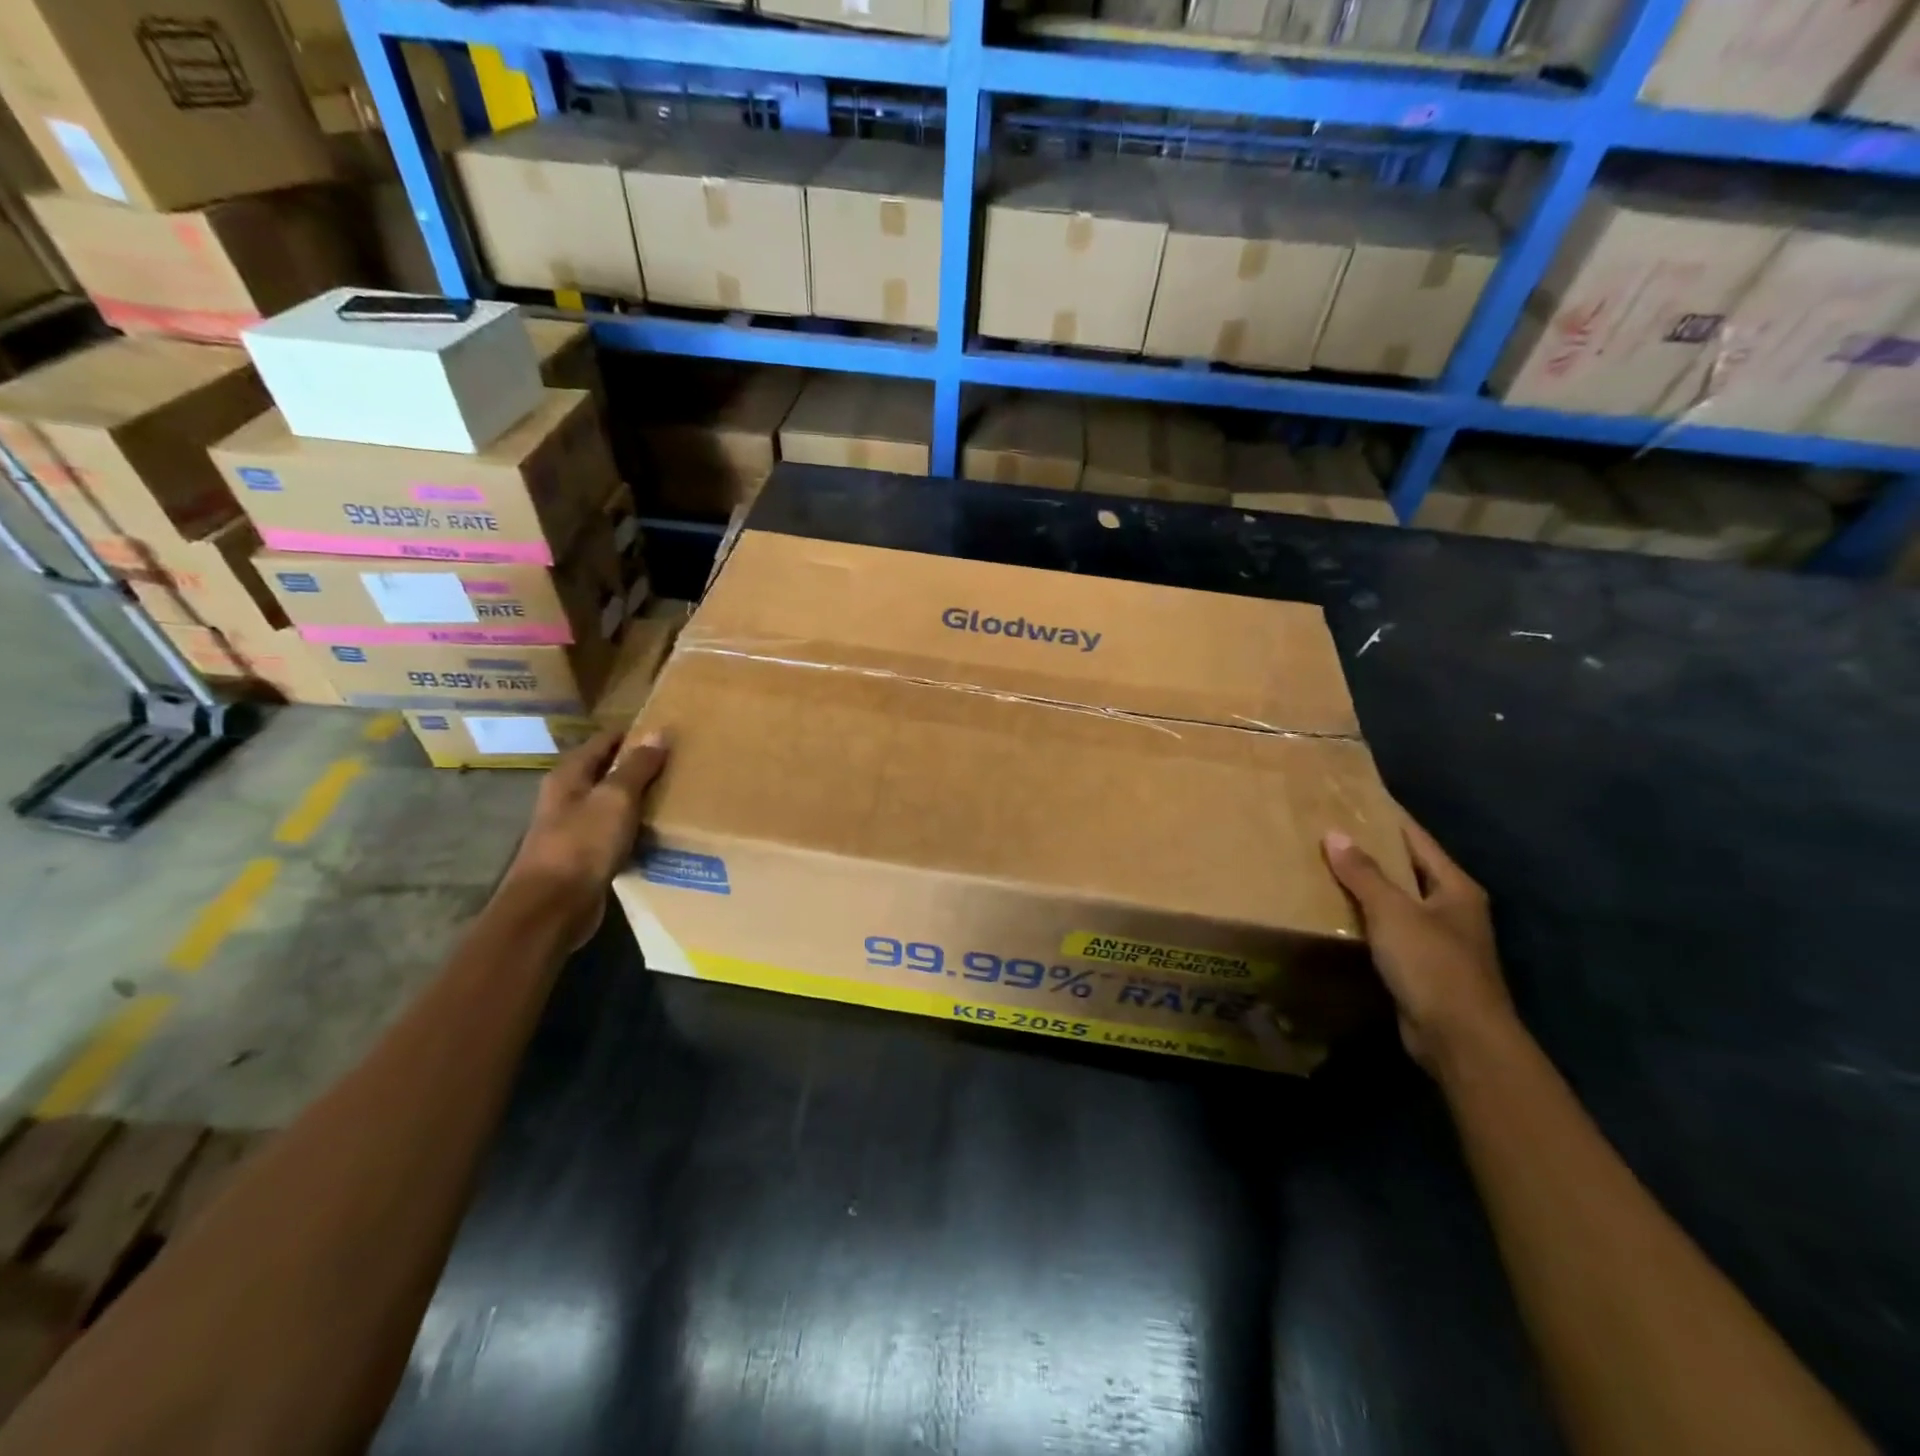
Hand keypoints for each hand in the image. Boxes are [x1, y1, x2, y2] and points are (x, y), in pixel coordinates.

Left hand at [502, 729, 667, 948]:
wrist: (552, 908)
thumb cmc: (582, 844)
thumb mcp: (616, 798)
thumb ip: (637, 766)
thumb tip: (659, 732)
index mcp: (569, 775)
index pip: (604, 741)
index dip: (634, 735)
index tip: (668, 733)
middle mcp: (566, 797)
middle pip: (606, 771)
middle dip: (639, 767)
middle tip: (678, 765)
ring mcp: (572, 828)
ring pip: (611, 804)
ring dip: (638, 800)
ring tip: (675, 796)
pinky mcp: (583, 857)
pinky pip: (614, 833)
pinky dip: (634, 829)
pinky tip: (657, 833)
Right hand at [1321, 816, 1514, 1074]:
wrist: (1459, 1038)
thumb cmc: (1432, 964)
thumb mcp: (1393, 912)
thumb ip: (1363, 873)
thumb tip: (1335, 834)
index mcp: (1455, 888)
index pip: (1416, 839)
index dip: (1388, 817)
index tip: (1356, 798)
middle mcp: (1452, 909)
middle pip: (1407, 869)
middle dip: (1371, 852)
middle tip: (1329, 831)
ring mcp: (1439, 940)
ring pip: (1397, 901)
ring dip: (1366, 887)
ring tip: (1324, 867)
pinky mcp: (1422, 967)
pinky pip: (1389, 931)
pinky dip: (1366, 919)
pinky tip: (1337, 913)